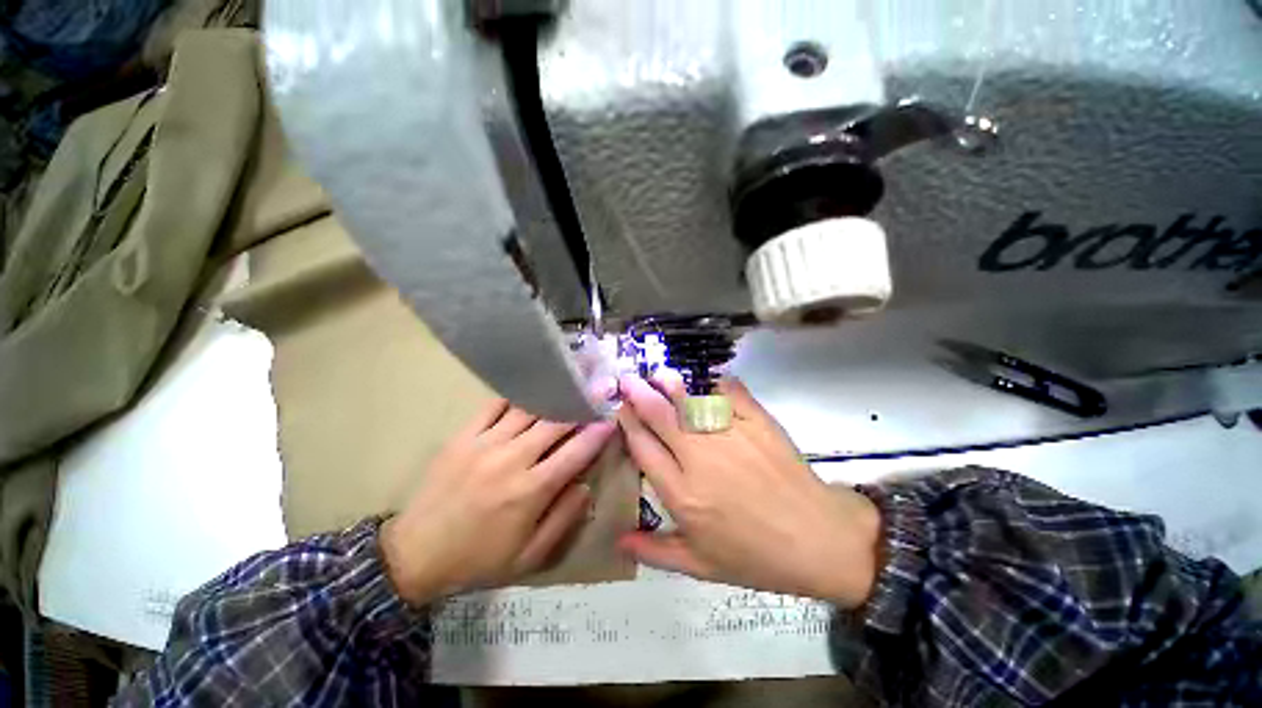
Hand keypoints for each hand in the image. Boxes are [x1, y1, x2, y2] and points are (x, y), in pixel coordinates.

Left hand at [381, 400, 615, 604]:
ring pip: (527, 410)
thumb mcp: (530, 556)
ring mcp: (485, 444)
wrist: (415, 555)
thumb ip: (564, 519)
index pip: (575, 452)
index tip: (610, 420)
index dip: (596, 434)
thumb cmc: (479, 559)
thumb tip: (586, 485)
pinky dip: (515, 399)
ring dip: (550, 400)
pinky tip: (528, 397)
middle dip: (577, 409)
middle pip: (554, 423)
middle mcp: (511, 460)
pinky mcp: (463, 437)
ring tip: (565, 392)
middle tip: (592, 398)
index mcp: (530, 491)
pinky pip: (494, 406)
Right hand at [618, 373, 881, 608]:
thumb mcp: (700, 566)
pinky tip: (705, 377)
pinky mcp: (757, 422)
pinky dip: (715, 382)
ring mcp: (730, 436)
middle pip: (660, 417)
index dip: (627, 423)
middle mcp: (699, 459)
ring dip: (670, 384)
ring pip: (690, 401)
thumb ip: (655, 552)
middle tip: (626, 379)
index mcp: (681, 493)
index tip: (619, 409)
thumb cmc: (755, 556)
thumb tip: (618, 540)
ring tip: (656, 373)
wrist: (818, 540)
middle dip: (639, 395)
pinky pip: (730, 393)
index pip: (643, 448)